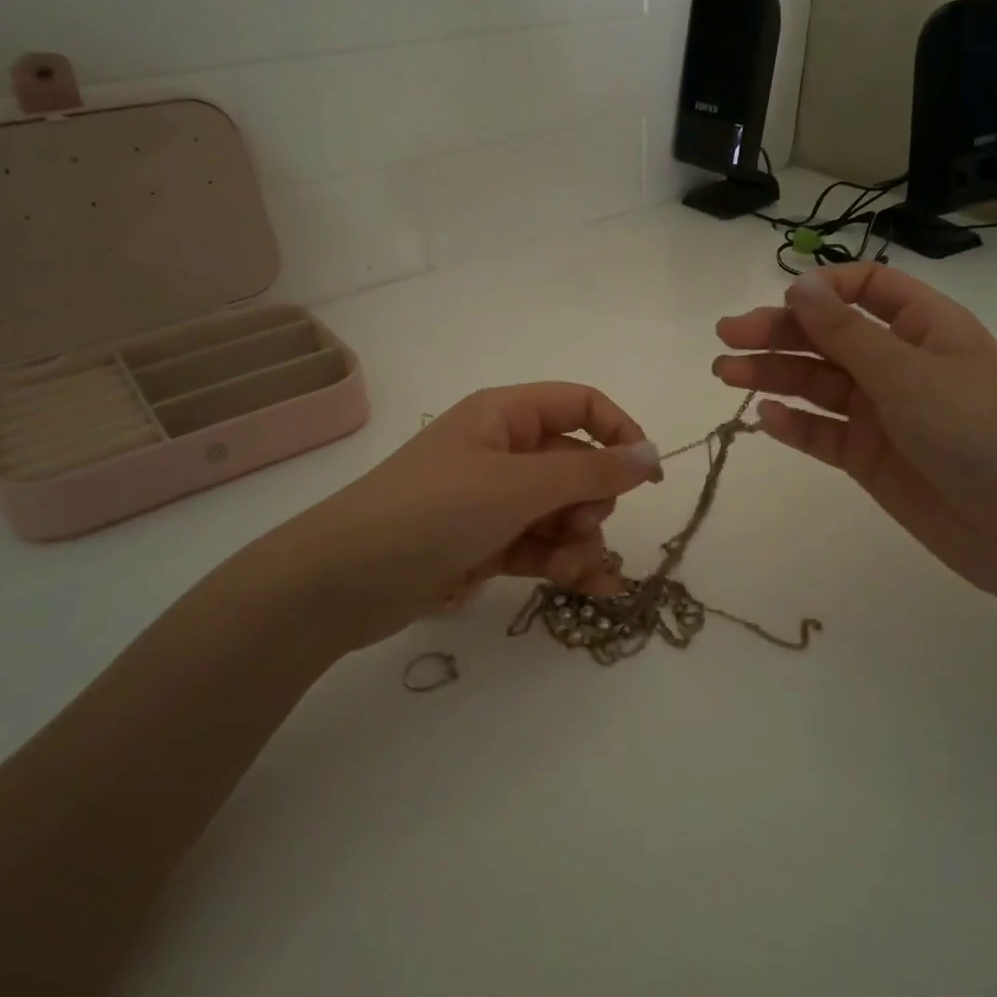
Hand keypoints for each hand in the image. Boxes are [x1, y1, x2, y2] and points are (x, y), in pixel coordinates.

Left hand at [254, 383, 661, 650]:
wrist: (345, 580)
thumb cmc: (434, 511)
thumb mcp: (518, 485)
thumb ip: (591, 472)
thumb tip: (651, 455)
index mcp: (505, 415)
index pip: (580, 406)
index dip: (620, 433)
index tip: (649, 477)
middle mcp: (501, 451)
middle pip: (576, 465)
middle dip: (593, 502)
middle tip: (583, 529)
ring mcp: (492, 500)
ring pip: (561, 512)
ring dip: (580, 541)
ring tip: (575, 572)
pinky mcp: (485, 544)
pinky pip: (541, 546)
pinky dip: (564, 564)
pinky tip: (591, 590)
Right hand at [713, 265, 996, 594]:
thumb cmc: (974, 430)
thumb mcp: (906, 373)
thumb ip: (845, 332)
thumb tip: (798, 285)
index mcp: (923, 327)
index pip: (868, 288)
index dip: (824, 289)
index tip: (782, 302)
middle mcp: (899, 364)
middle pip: (829, 336)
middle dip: (778, 333)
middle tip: (726, 338)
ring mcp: (881, 413)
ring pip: (817, 384)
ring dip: (773, 376)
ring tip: (725, 374)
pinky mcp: (867, 457)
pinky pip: (822, 432)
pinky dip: (793, 424)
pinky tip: (763, 418)